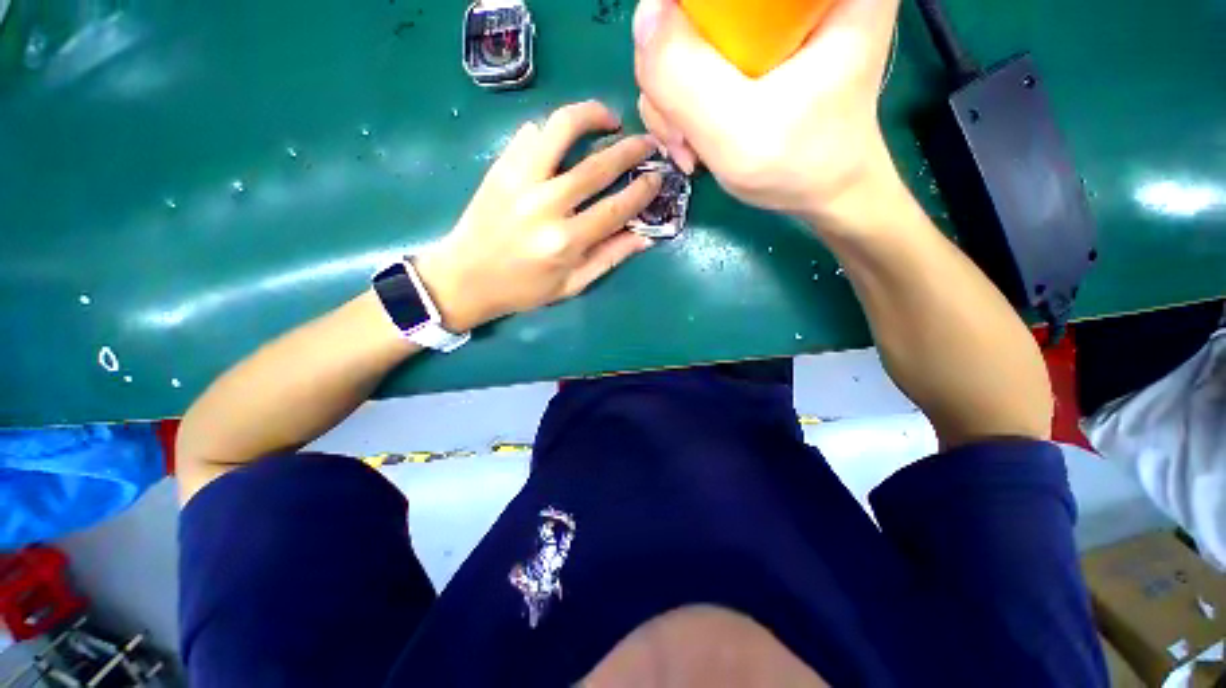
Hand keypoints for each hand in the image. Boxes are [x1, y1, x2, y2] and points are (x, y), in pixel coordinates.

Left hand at [415, 101, 661, 331]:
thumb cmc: (523, 289)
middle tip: (647, 142)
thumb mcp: (571, 285)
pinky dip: (552, 129)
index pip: (616, 208)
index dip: (642, 190)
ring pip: (561, 129)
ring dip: (591, 116)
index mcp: (566, 242)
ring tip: (608, 119)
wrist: (465, 278)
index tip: (657, 177)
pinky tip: (564, 139)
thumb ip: (608, 258)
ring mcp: (519, 180)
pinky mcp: (500, 167)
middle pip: (597, 166)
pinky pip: (530, 133)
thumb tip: (644, 237)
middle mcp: (545, 205)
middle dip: (630, 149)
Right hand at [632, 0, 900, 227]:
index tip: (676, 81)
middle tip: (681, 133)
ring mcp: (766, 18)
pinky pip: (692, 60)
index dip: (684, 20)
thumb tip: (645, 16)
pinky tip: (692, 139)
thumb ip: (685, 77)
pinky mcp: (749, 47)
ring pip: (685, 35)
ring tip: (688, 147)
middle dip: (672, 75)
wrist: (820, 190)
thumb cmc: (798, 164)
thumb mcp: (738, 131)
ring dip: (671, 100)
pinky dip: (680, 105)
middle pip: (695, 8)